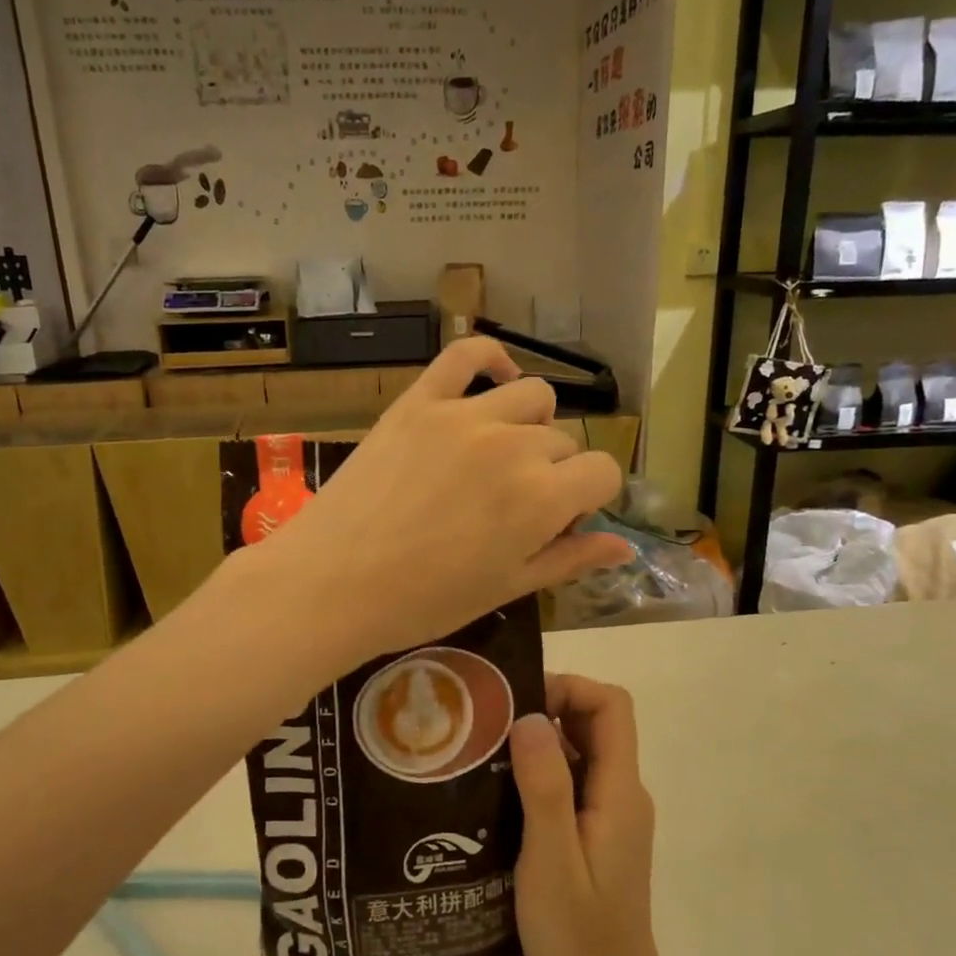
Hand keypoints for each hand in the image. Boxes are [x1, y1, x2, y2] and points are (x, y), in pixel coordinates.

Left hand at [262, 337, 630, 661]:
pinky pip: (467, 354)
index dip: (590, 498)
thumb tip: (625, 545)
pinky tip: (496, 378)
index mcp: (543, 498)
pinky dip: (491, 359)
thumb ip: (570, 559)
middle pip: (563, 441)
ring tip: (501, 454)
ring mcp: (464, 415)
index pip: (603, 473)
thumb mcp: (506, 588)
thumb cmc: (422, 601)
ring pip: (532, 396)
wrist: (330, 583)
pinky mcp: (420, 401)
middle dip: (553, 473)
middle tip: (514, 505)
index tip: (563, 519)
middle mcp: (514, 445)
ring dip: (531, 424)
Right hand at [509, 675, 667, 955]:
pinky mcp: (596, 833)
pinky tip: (499, 794)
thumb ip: (545, 786)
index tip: (519, 703)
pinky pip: (572, 781)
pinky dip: (539, 772)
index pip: (611, 706)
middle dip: (547, 708)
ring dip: (538, 742)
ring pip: (580, 751)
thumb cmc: (579, 937)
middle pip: (595, 722)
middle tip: (490, 724)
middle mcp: (622, 792)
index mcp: (619, 790)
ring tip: (484, 753)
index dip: (569, 689)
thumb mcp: (552, 860)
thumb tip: (530, 717)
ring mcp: (610, 813)